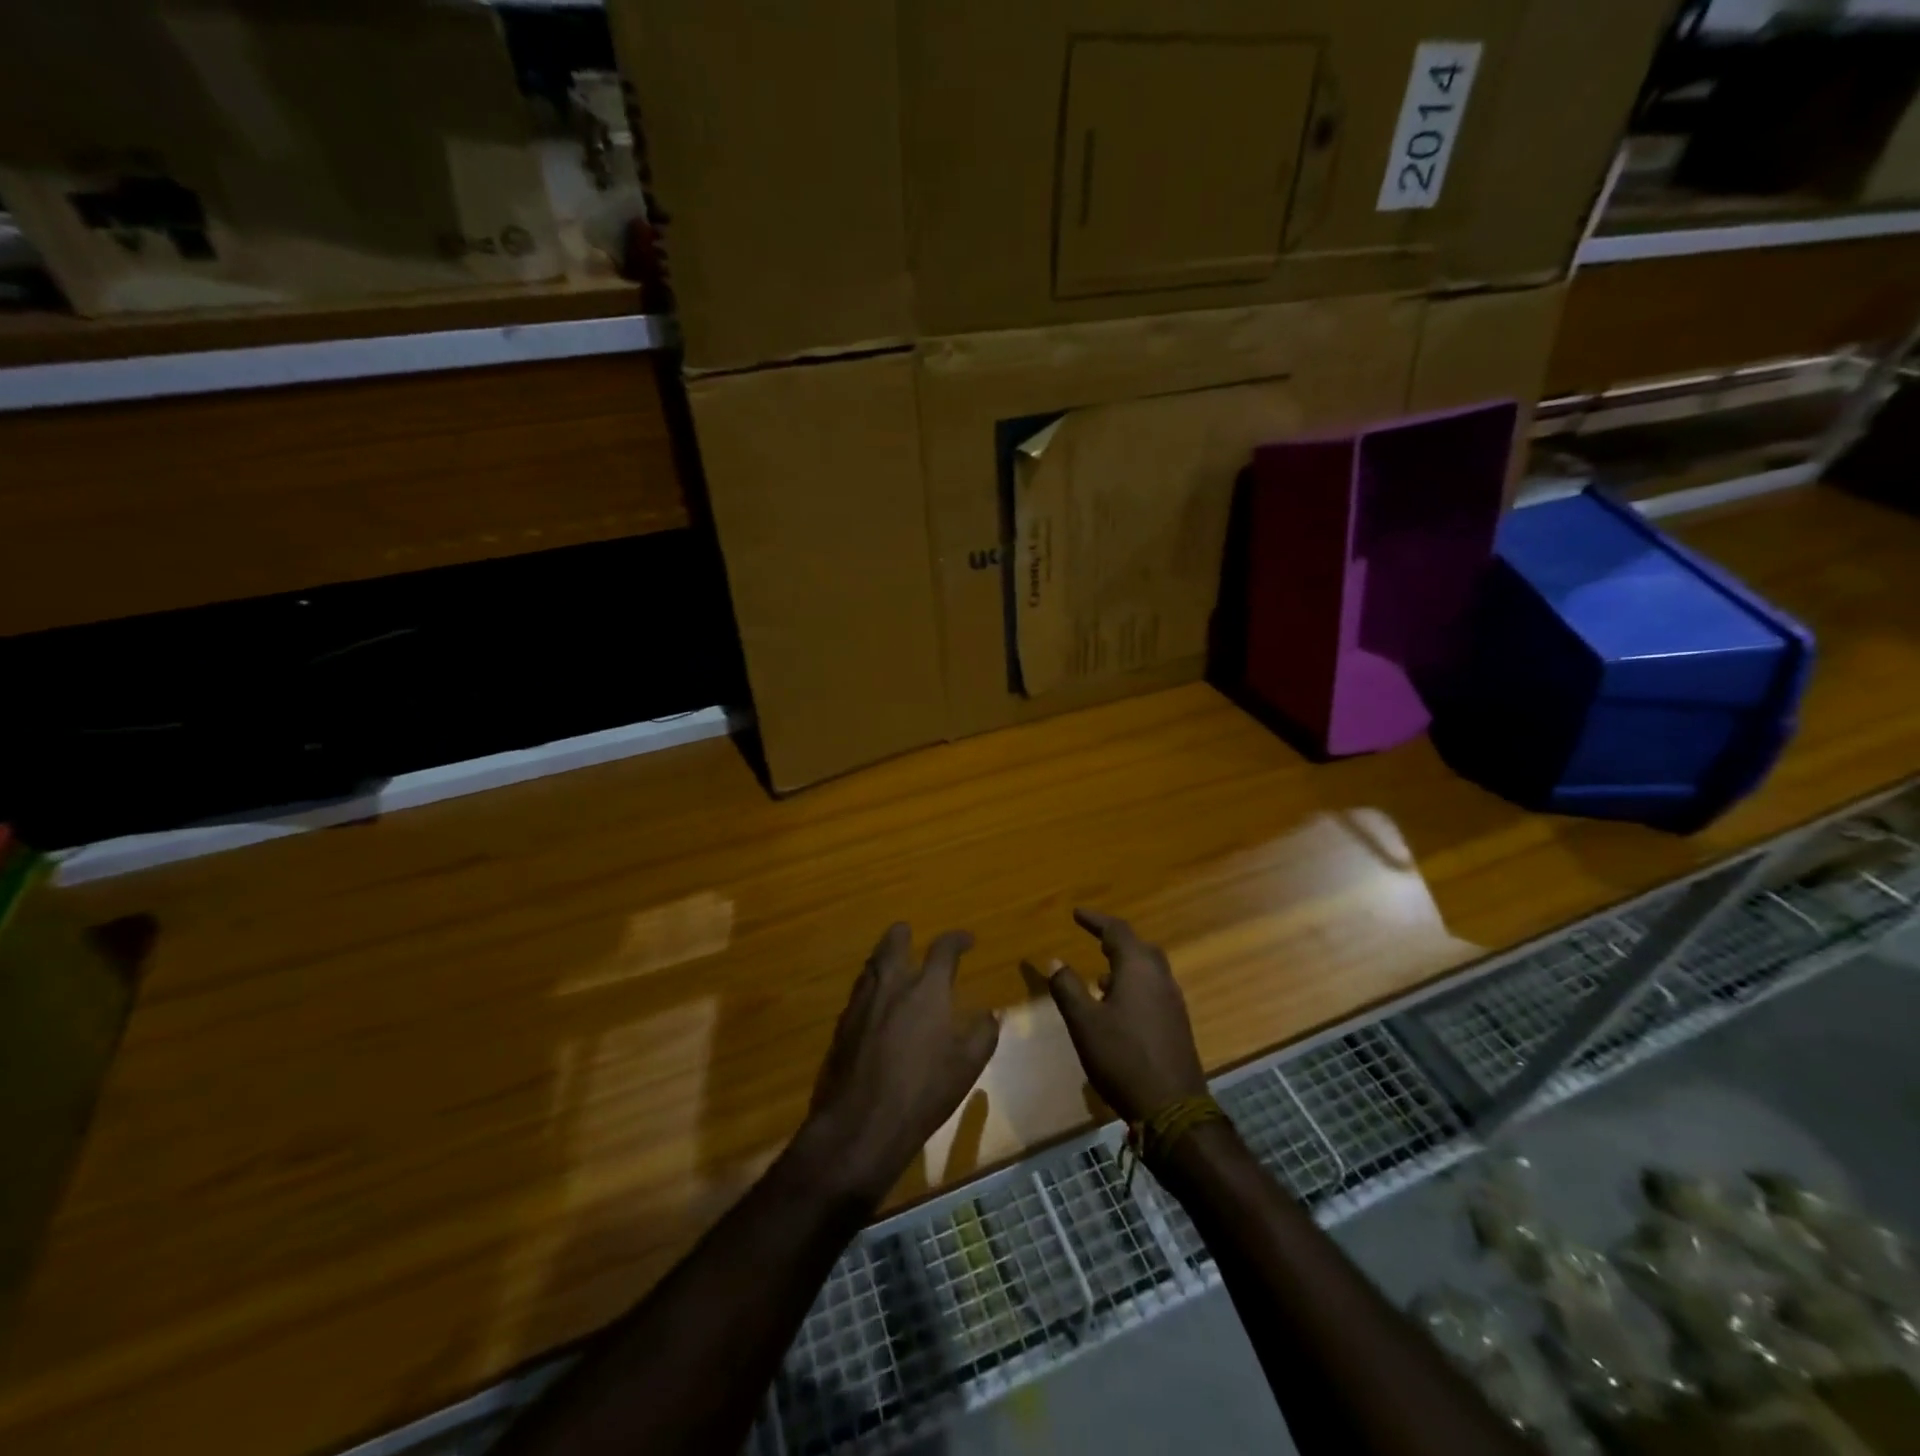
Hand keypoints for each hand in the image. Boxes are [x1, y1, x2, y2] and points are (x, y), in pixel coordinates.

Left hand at [804, 924, 1000, 1205]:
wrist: (863, 1121)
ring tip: (893, 963)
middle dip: (904, 935)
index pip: (943, 949)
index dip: (957, 940)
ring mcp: (862, 1002)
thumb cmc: (924, 1091)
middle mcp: (892, 985)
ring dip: (885, 957)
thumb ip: (983, 1033)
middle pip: (894, 942)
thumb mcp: (968, 1065)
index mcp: (926, 989)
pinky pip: (860, 990)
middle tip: (912, 935)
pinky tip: (876, 1001)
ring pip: (872, 964)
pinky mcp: (843, 1024)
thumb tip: (990, 1013)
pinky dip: (871, 985)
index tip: (967, 940)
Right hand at [1046, 909, 1206, 1124]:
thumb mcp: (1084, 1022)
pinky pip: (1154, 989)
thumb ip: (1068, 988)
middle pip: (1139, 947)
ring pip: (1149, 969)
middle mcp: (1160, 978)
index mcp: (1138, 969)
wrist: (1173, 1109)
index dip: (1095, 920)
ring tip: (1100, 975)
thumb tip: (1055, 960)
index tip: (1076, 913)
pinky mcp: (1177, 1024)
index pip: (1116, 930)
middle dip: (1114, 940)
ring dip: (1125, 965)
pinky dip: (1135, 985)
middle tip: (1094, 938)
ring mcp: (1173, 1001)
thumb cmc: (1122, 1058)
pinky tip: (1118, 1007)